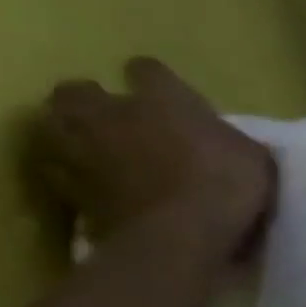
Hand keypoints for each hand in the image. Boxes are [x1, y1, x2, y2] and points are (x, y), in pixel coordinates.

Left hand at [31, 58, 275, 257]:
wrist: (179, 237)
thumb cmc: (226, 187)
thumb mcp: (254, 159)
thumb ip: (230, 142)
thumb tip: (228, 143)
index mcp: (161, 98)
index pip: (147, 69)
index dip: (155, 82)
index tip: (169, 99)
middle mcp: (111, 113)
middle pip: (76, 90)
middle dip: (91, 101)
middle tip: (114, 121)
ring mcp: (80, 151)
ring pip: (51, 126)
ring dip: (69, 134)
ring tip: (90, 150)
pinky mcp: (67, 190)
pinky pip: (57, 172)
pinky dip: (70, 176)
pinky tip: (90, 186)